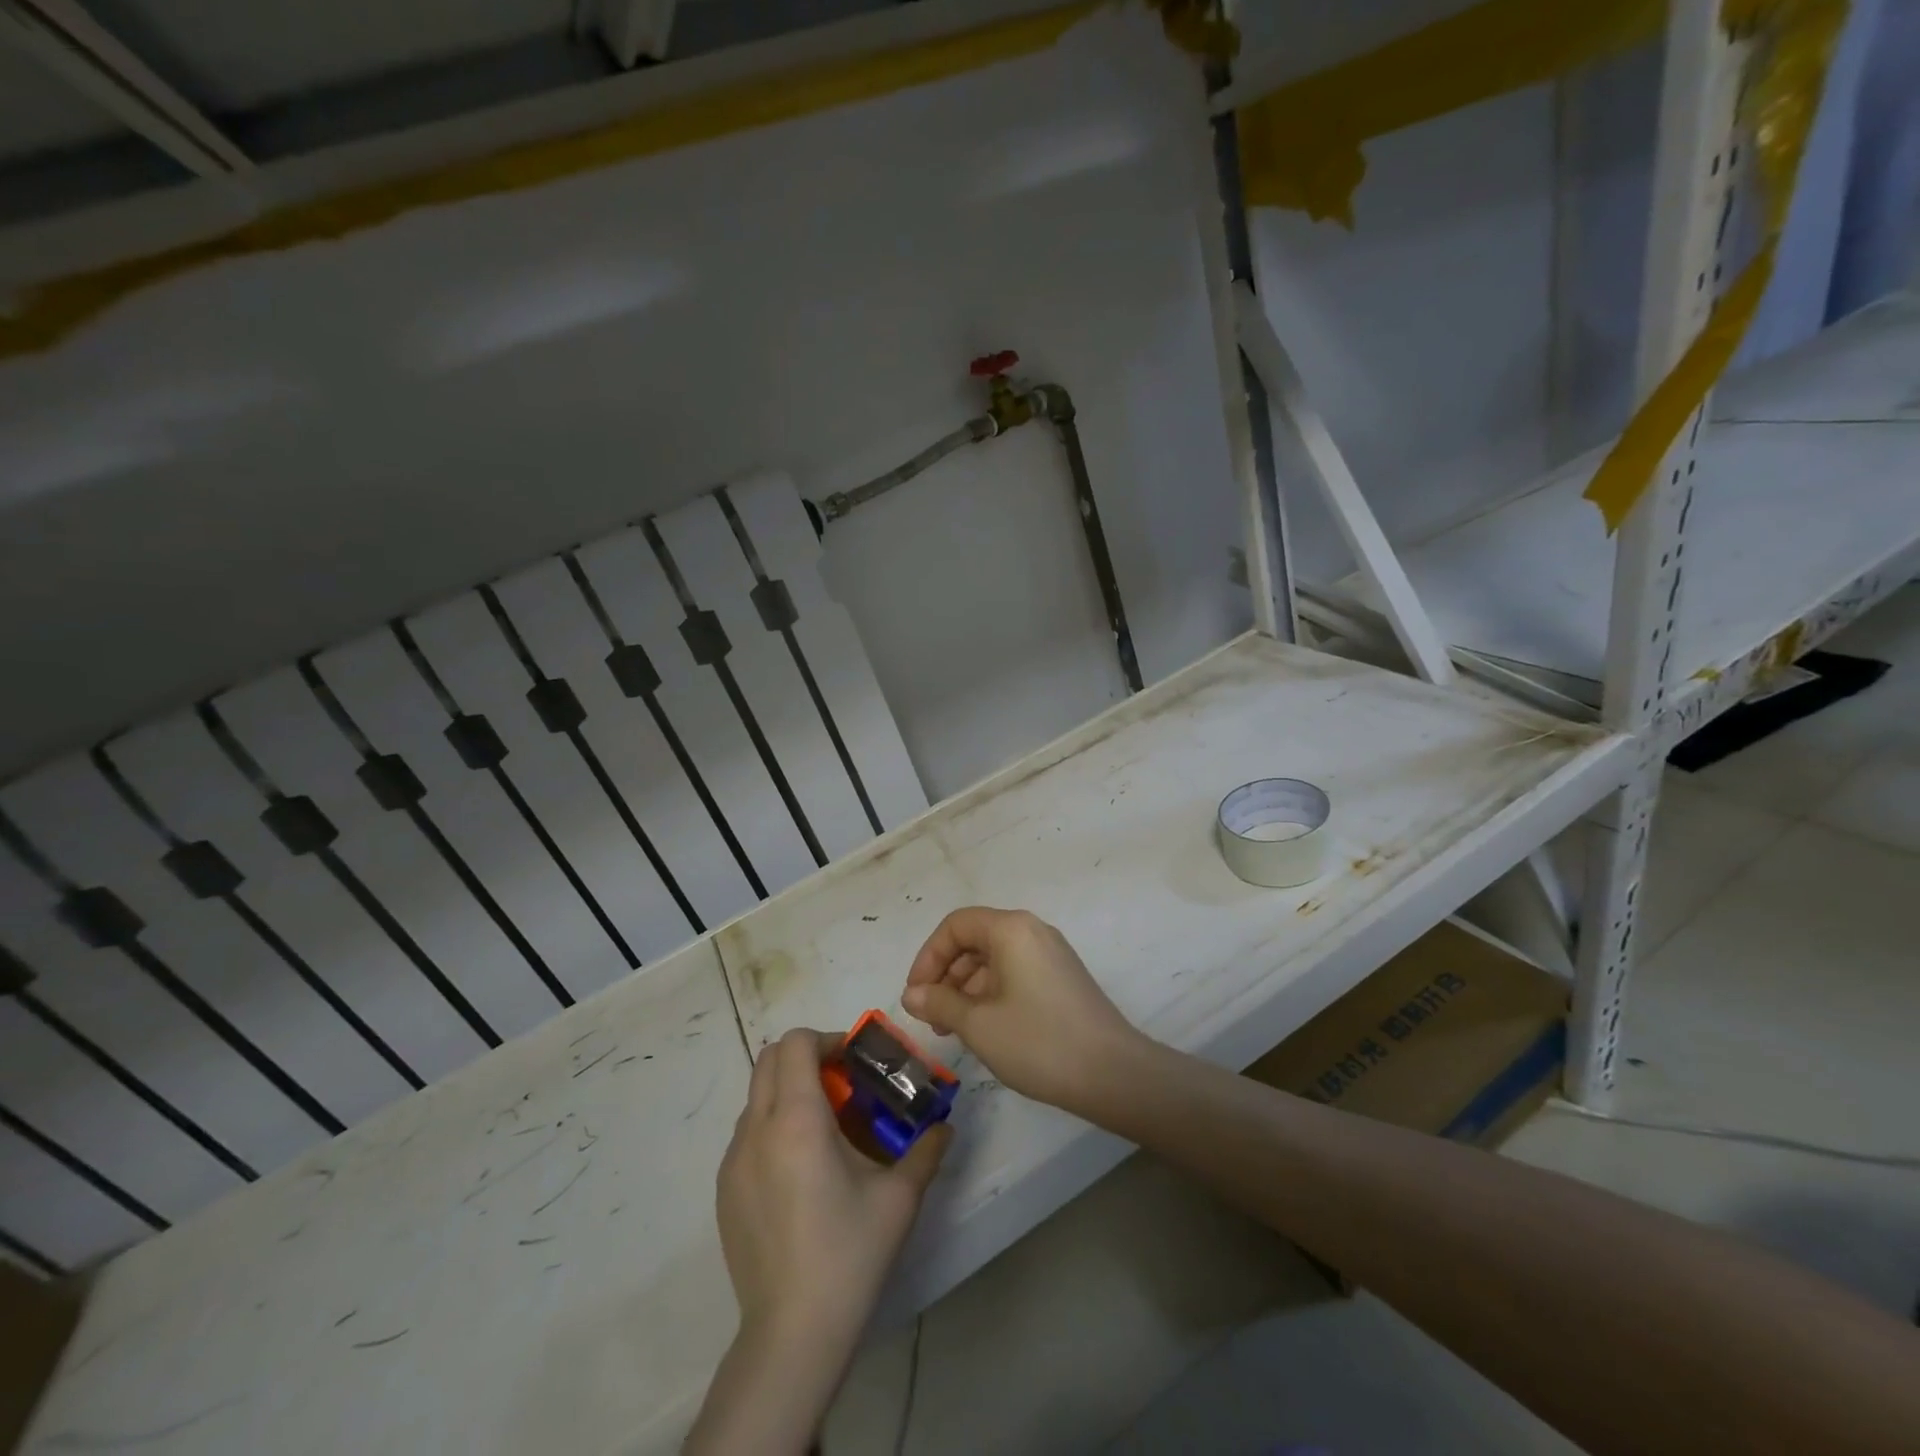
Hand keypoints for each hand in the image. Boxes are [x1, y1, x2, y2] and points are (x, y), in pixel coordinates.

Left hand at [716, 1028, 950, 1350]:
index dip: (825, 1040)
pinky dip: (773, 1126)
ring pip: (756, 1096)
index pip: (795, 1043)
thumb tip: (945, 1125)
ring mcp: (733, 1161)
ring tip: (824, 1131)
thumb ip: (926, 1150)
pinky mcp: (724, 1190)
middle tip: (841, 1085)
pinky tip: (800, 1172)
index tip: (853, 1063)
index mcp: (797, 1120)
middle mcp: (757, 1129)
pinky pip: (747, 1134)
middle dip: (805, 1058)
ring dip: (789, 1092)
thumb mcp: (899, 1198)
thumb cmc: (849, 1254)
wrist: (792, 1335)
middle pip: (769, 1059)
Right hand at [902, 907, 1146, 1114]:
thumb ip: (939, 1003)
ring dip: (967, 989)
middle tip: (932, 1018)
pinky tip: (985, 1030)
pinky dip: (992, 994)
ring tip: (955, 1030)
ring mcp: (1051, 954)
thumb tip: (912, 994)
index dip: (928, 957)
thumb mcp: (978, 1024)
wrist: (1112, 1074)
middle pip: (975, 940)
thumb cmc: (1038, 1042)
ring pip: (994, 959)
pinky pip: (1015, 973)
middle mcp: (1032, 931)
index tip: (915, 996)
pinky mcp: (1062, 978)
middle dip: (946, 975)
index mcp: (1011, 929)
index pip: (955, 926)